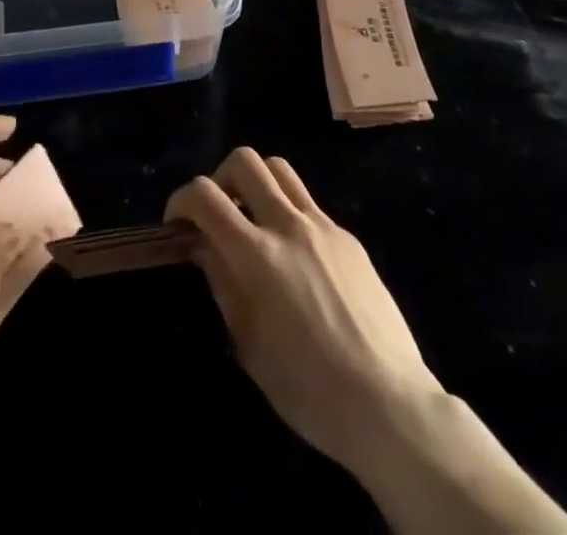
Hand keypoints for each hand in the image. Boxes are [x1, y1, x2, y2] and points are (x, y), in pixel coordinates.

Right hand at [165, 147, 440, 480]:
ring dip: (256, 183)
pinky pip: (309, 203)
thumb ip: (222, 282)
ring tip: (252, 218)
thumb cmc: (309, 389)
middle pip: (245, 161)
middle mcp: (289, 225)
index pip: (205, 195)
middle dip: (219, 178)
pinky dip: (288, 212)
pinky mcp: (348, 237)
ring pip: (279, 169)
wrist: (389, 404)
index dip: (181, 200)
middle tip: (217, 214)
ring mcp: (323, 226)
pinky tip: (294, 255)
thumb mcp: (249, 343)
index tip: (176, 223)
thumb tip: (202, 245)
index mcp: (258, 255)